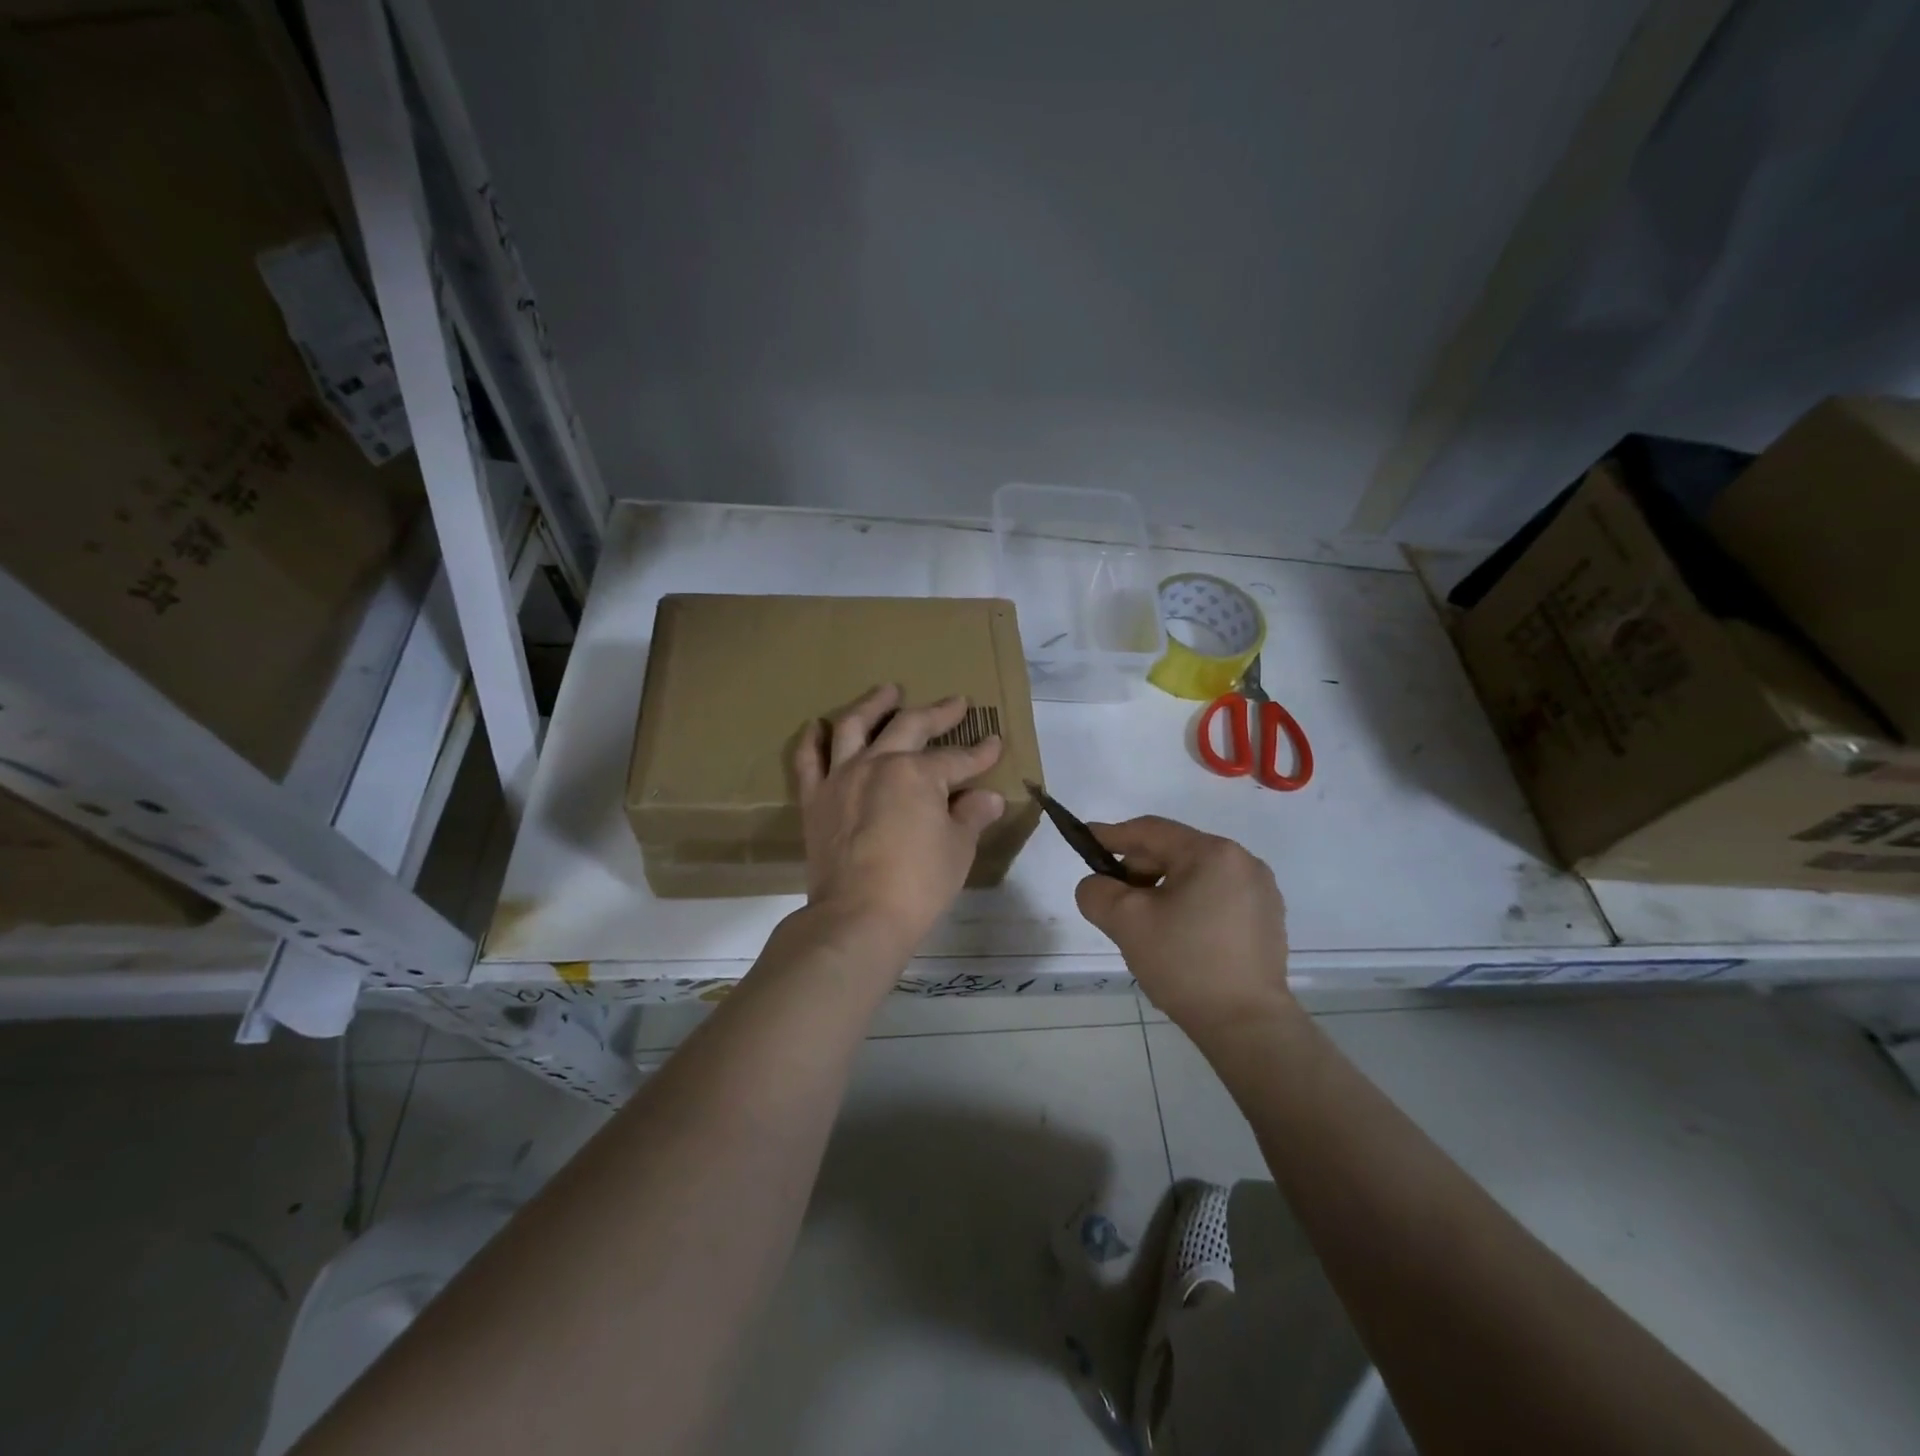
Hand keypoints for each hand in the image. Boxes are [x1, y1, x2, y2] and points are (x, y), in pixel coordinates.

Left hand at [793, 684, 1005, 958]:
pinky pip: (809, 760)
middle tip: (956, 703)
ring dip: (873, 705)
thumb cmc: (918, 884)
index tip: (995, 743)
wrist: (858, 916)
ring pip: (854, 726)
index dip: (980, 753)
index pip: (957, 759)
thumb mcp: (958, 849)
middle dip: (938, 714)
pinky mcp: (815, 799)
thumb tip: (988, 798)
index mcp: (918, 773)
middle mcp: (879, 763)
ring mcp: (842, 777)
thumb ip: (971, 816)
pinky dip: (813, 739)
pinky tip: (818, 725)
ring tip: (888, 691)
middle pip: (910, 727)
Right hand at [1074, 816, 1291, 1033]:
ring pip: (1194, 877)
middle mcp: (1243, 862)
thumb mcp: (1126, 922)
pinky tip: (1176, 937)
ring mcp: (1260, 892)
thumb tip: (1098, 885)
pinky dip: (1188, 906)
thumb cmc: (1185, 963)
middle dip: (1138, 871)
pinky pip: (1216, 898)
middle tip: (1112, 899)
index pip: (1151, 831)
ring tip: (1143, 923)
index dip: (1112, 835)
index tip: (1085, 840)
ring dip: (1162, 890)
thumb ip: (1097, 892)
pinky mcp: (1267, 920)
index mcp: (1212, 853)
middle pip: (1174, 853)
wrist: (1247, 1026)